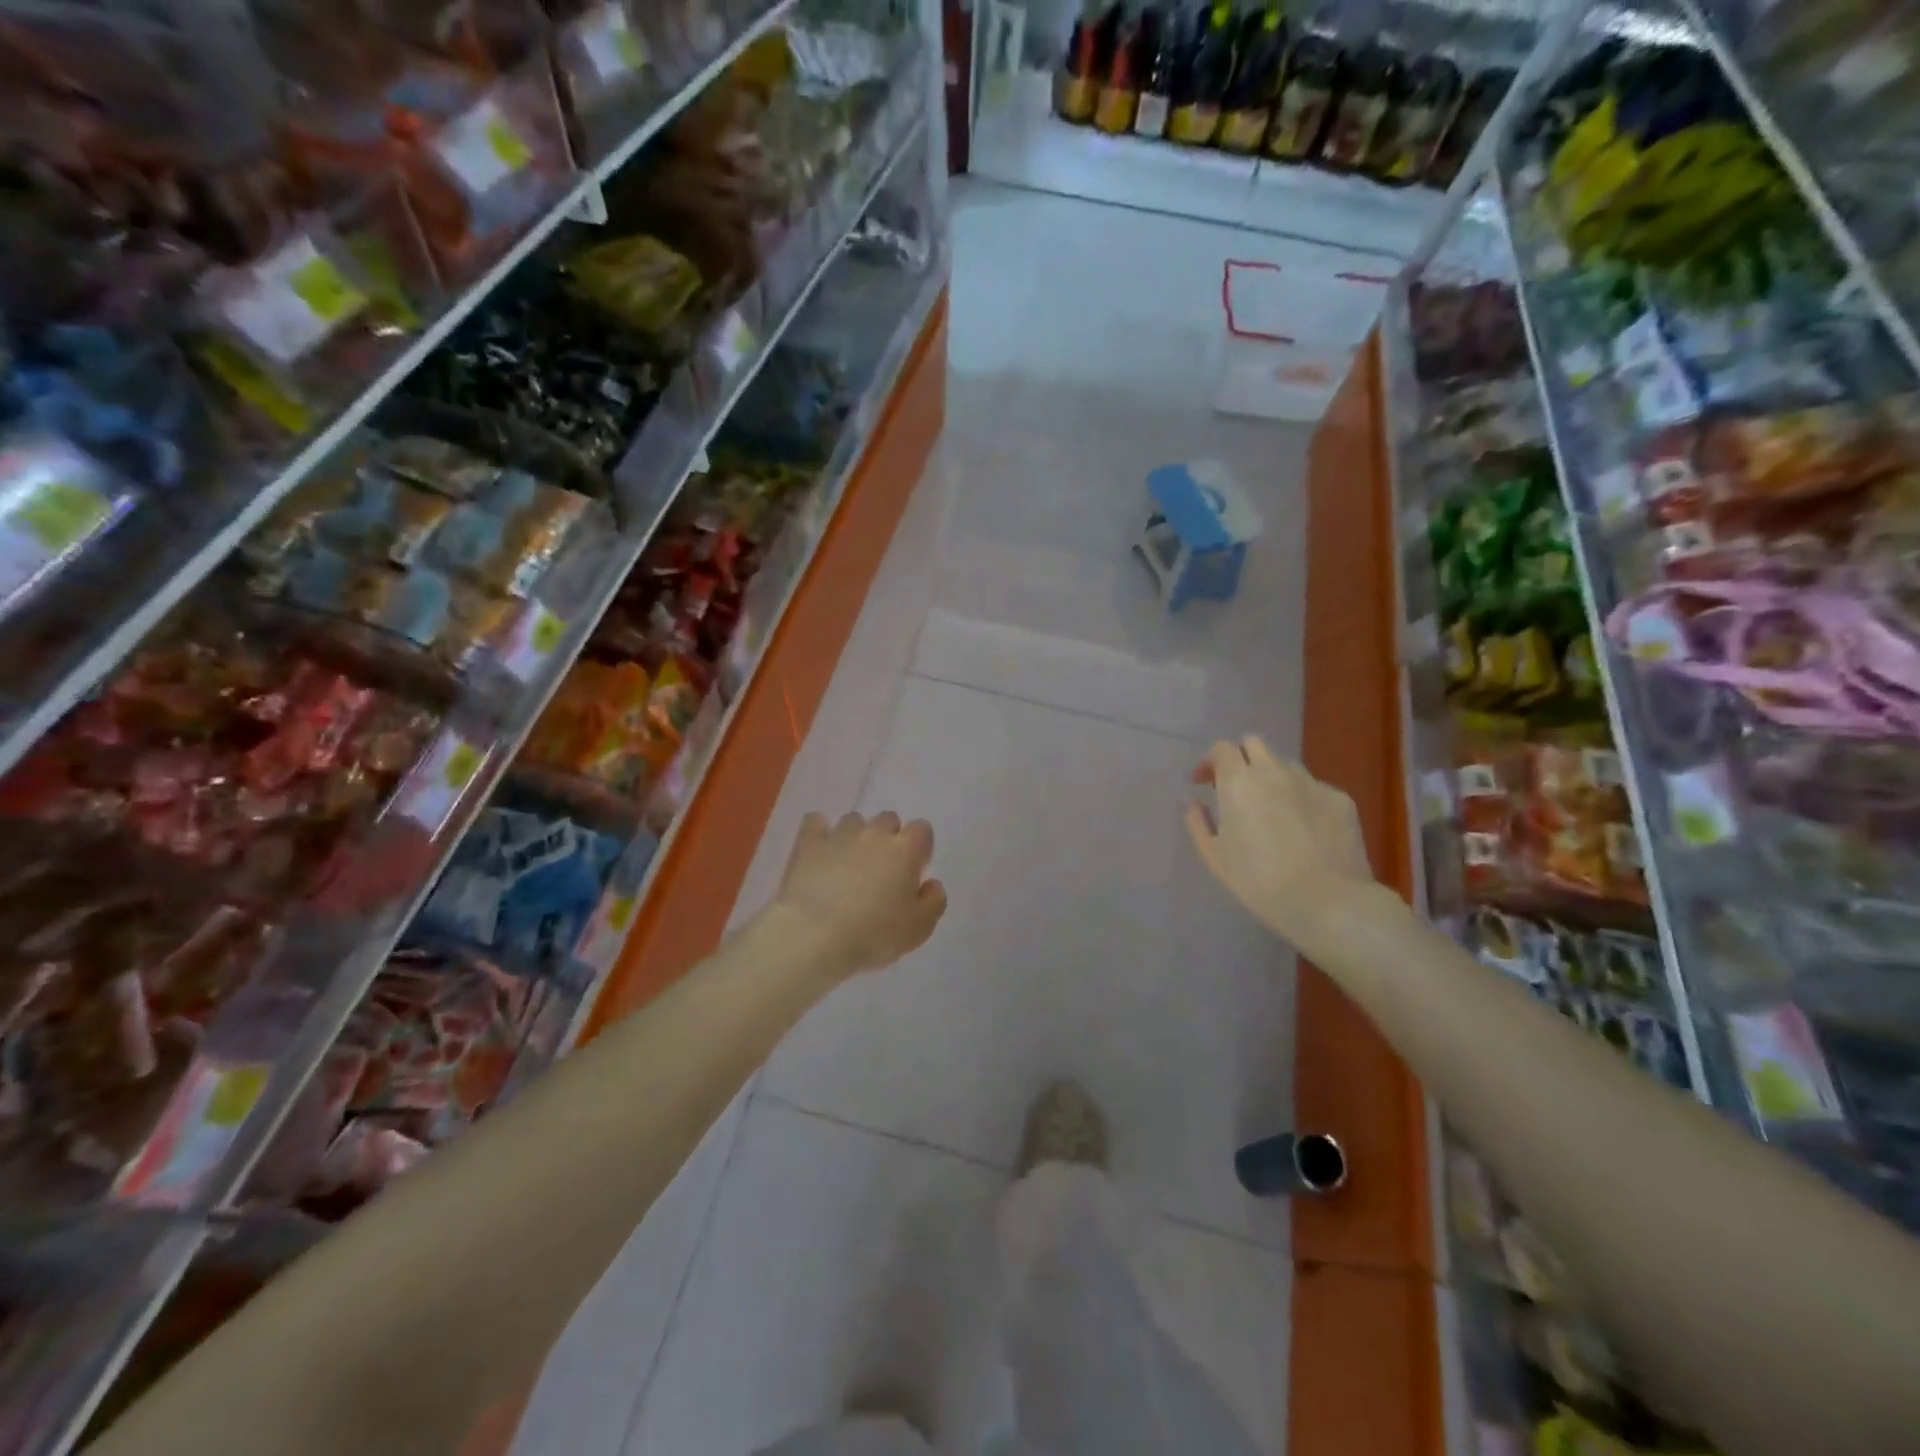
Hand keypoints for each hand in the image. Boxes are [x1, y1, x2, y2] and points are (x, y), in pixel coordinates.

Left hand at [771, 811, 947, 977]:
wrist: (813, 935)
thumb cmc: (873, 934)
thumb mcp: (919, 929)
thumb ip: (934, 901)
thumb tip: (932, 883)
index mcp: (905, 850)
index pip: (922, 829)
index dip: (919, 848)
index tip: (912, 871)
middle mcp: (874, 833)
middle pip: (888, 820)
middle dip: (888, 839)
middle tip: (881, 870)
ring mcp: (839, 834)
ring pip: (854, 821)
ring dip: (856, 837)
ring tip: (848, 865)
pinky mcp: (808, 843)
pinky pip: (816, 822)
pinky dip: (820, 832)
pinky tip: (819, 850)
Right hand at [1185, 736, 1376, 950]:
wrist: (1327, 902)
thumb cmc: (1259, 882)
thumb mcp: (1215, 857)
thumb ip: (1198, 822)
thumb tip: (1193, 802)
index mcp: (1239, 782)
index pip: (1222, 748)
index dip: (1211, 762)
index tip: (1204, 783)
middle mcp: (1275, 772)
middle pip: (1255, 743)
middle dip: (1241, 758)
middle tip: (1236, 788)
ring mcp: (1311, 782)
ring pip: (1286, 765)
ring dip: (1272, 777)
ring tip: (1272, 809)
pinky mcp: (1340, 799)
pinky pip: (1314, 788)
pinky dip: (1302, 799)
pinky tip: (1304, 829)